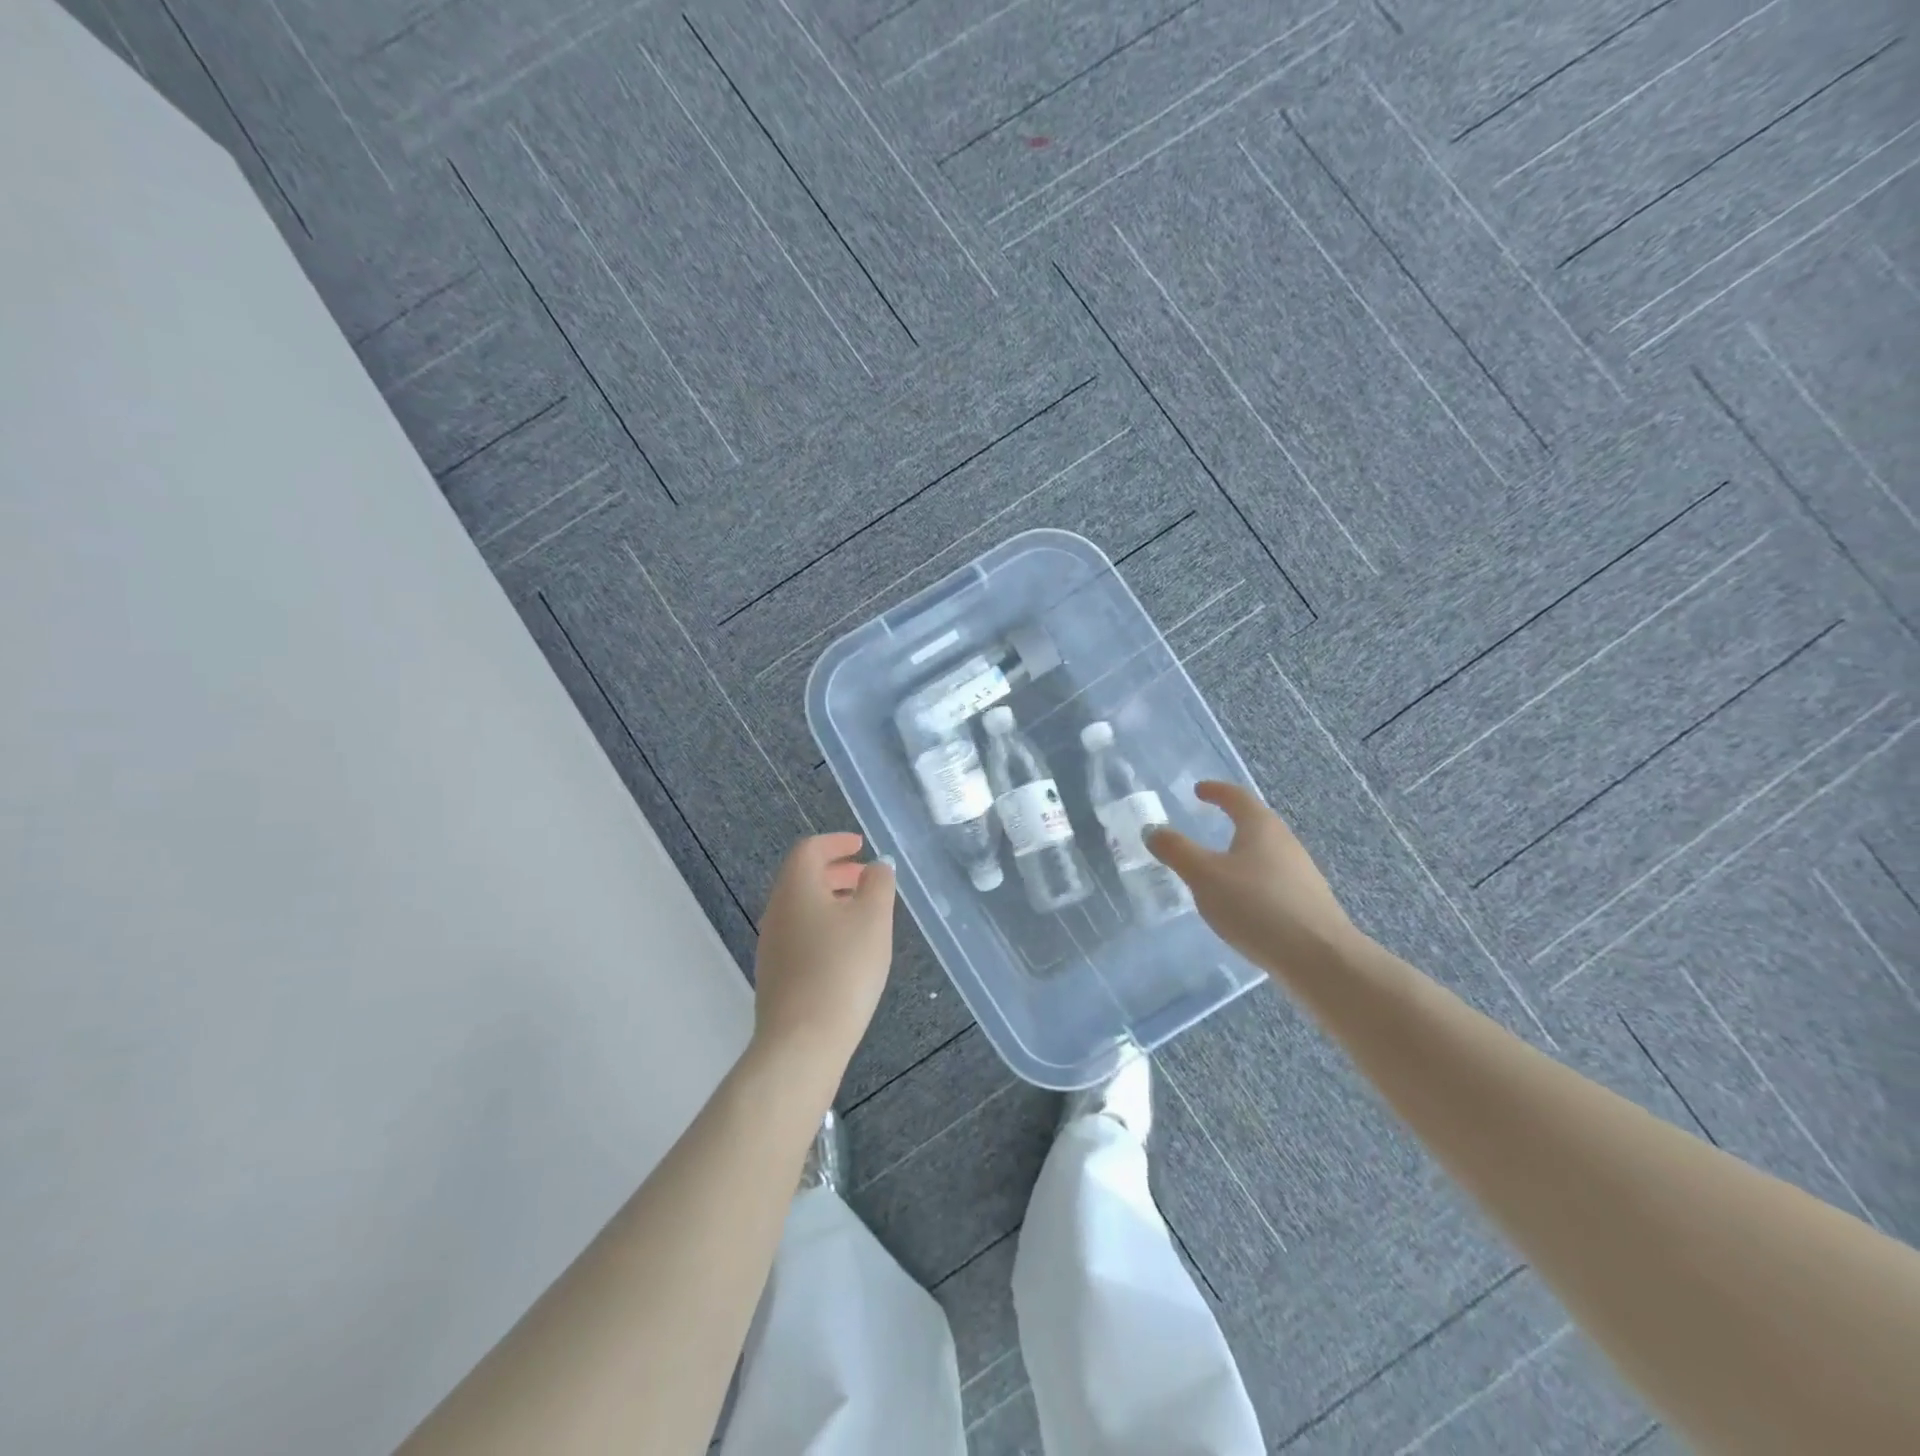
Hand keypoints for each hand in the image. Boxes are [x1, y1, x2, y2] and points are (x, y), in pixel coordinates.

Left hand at [751, 833, 895, 1085]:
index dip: (835, 842)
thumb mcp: (873, 918)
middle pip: (802, 877)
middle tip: (865, 878)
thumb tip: (876, 867)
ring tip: (862, 913)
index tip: (860, 846)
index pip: (809, 849)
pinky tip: (846, 949)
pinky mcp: (775, 974)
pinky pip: (799, 933)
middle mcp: (776, 910)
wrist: (802, 1041)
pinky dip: (822, 925)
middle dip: (835, 871)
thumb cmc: (842, 968)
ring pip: (800, 907)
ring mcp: (772, 944)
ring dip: (830, 900)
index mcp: (796, 888)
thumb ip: (878, 884)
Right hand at [1147, 781, 1358, 977]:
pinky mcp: (1308, 903)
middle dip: (1232, 821)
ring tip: (1218, 869)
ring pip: (1266, 854)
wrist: (1319, 958)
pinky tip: (1242, 904)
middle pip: (1256, 823)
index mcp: (1261, 827)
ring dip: (1242, 854)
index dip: (1216, 791)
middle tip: (1207, 825)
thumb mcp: (1204, 876)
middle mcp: (1286, 843)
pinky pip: (1273, 881)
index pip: (1237, 797)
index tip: (1199, 790)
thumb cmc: (1256, 906)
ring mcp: (1301, 874)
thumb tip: (1153, 830)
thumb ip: (1176, 851)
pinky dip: (1253, 882)